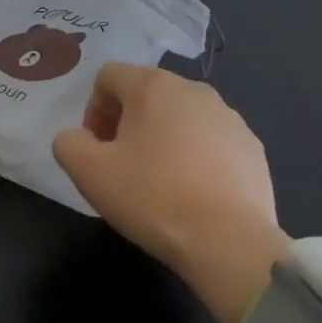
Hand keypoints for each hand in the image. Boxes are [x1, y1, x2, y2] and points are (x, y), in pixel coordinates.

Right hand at [52, 63, 289, 322]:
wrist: (231, 245)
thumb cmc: (154, 198)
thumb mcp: (89, 173)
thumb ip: (68, 143)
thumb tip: (77, 139)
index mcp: (153, 85)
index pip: (108, 77)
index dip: (93, 110)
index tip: (98, 150)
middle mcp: (194, 90)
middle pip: (145, 94)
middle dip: (127, 124)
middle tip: (123, 167)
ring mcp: (230, 118)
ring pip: (180, 118)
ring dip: (163, 140)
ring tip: (160, 184)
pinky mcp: (253, 149)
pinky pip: (211, 142)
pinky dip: (197, 158)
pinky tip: (194, 195)